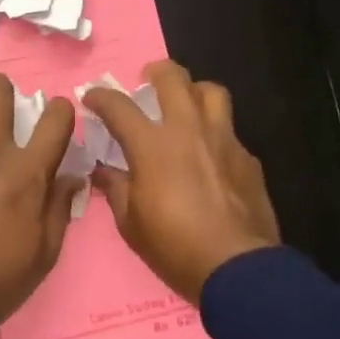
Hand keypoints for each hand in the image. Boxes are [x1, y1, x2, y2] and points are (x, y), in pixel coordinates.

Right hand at [83, 61, 280, 305]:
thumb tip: (103, 170)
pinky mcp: (247, 158)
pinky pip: (230, 129)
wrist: (237, 267)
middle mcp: (189, 131)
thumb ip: (116, 188)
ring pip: (212, 92)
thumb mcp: (130, 224)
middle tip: (147, 80)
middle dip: (155, 71)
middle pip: (174, 78)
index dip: (100, 97)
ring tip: (185, 104)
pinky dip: (214, 131)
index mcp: (152, 146)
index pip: (119, 107)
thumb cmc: (174, 247)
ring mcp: (223, 140)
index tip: (92, 97)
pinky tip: (210, 154)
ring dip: (194, 91)